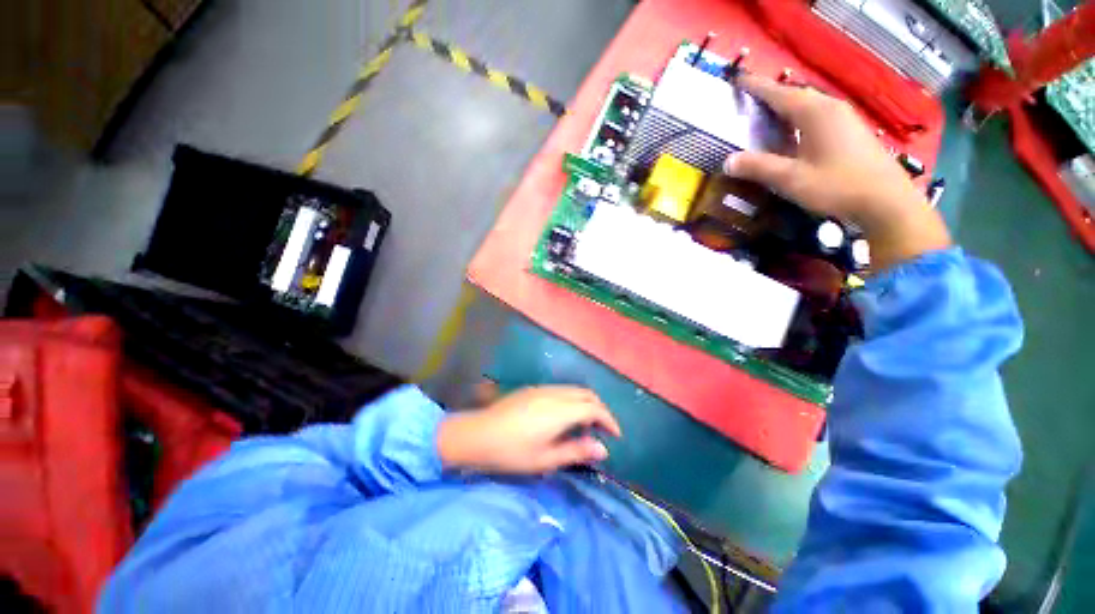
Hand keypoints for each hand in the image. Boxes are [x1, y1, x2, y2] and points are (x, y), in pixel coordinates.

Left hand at [436, 386, 621, 474]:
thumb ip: (576, 451)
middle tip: (603, 431)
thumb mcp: (545, 459)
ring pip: (574, 390)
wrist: (477, 435)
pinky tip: (565, 417)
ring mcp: (543, 389)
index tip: (616, 436)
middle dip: (600, 410)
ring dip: (586, 404)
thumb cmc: (511, 452)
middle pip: (587, 395)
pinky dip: (572, 400)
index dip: (609, 420)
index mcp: (560, 410)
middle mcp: (555, 394)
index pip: (594, 409)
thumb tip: (603, 449)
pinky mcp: (533, 389)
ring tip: (585, 426)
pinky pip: (562, 390)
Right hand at [724, 74, 950, 270]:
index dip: (757, 87)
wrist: (884, 200)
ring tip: (765, 116)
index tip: (739, 80)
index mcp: (815, 113)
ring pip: (808, 106)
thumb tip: (728, 161)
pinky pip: (818, 117)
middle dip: (771, 96)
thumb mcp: (791, 179)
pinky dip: (799, 120)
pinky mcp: (850, 132)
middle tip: (748, 102)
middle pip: (795, 96)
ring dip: (785, 109)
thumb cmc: (836, 186)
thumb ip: (758, 167)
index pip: (779, 94)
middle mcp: (830, 108)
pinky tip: (792, 134)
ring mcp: (844, 119)